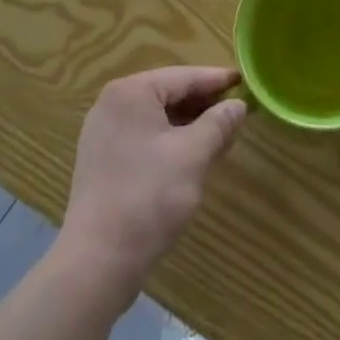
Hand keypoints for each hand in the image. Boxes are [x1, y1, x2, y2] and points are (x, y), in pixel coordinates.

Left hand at [59, 66, 246, 291]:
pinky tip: (191, 156)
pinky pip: (143, 137)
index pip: (183, 77)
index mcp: (131, 92)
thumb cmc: (148, 198)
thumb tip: (238, 106)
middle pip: (168, 94)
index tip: (243, 80)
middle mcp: (112, 104)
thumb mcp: (193, 156)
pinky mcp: (101, 160)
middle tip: (236, 112)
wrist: (96, 263)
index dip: (216, 80)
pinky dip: (169, 141)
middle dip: (203, 105)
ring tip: (220, 135)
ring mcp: (103, 133)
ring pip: (156, 117)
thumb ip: (218, 124)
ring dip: (188, 125)